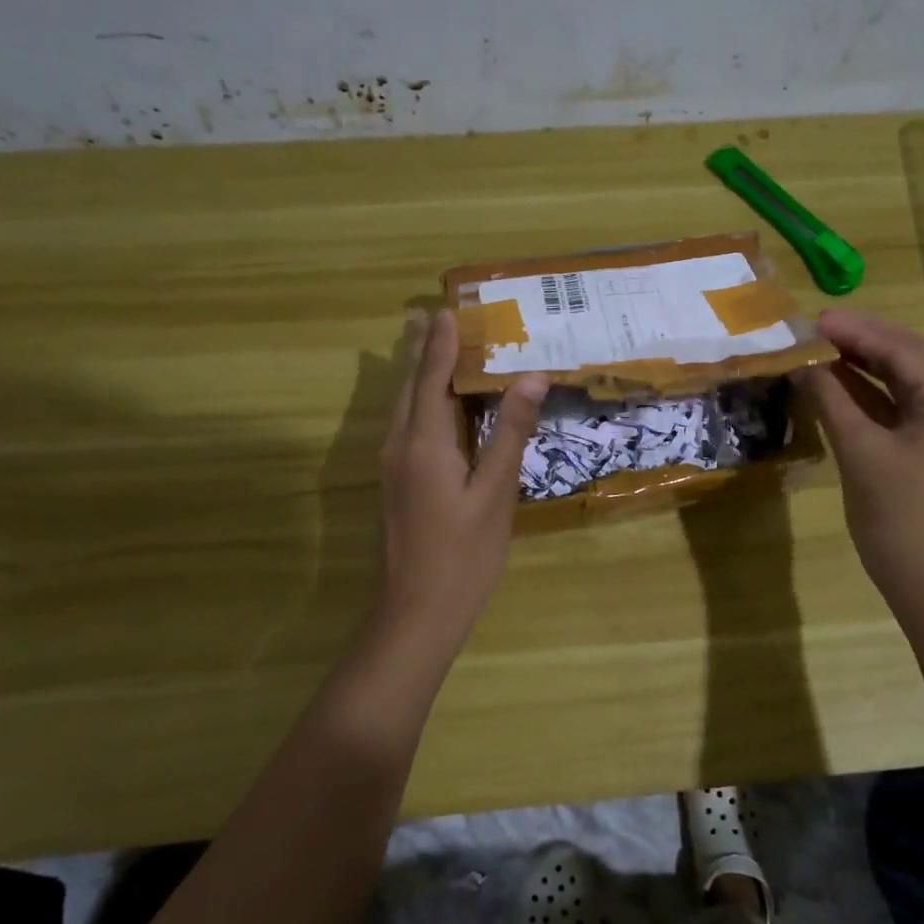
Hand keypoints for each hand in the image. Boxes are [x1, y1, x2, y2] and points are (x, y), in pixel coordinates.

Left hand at [372, 310, 548, 659]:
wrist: (415, 615)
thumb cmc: (463, 556)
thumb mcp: (496, 494)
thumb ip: (510, 433)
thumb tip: (530, 377)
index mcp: (423, 442)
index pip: (431, 377)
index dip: (442, 343)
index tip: (449, 308)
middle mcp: (399, 446)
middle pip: (412, 387)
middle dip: (427, 352)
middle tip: (444, 319)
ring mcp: (393, 468)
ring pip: (408, 410)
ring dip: (425, 378)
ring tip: (442, 351)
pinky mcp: (397, 486)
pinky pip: (411, 431)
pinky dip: (428, 407)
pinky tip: (446, 411)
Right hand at [795, 310, 923, 596]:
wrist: (919, 572)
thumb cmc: (893, 509)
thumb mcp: (858, 448)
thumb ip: (830, 398)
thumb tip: (803, 362)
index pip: (903, 351)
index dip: (858, 331)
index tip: (817, 319)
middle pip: (906, 358)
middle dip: (861, 340)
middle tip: (816, 328)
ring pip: (899, 381)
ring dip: (860, 364)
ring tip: (820, 347)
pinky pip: (894, 407)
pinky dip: (864, 393)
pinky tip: (832, 380)